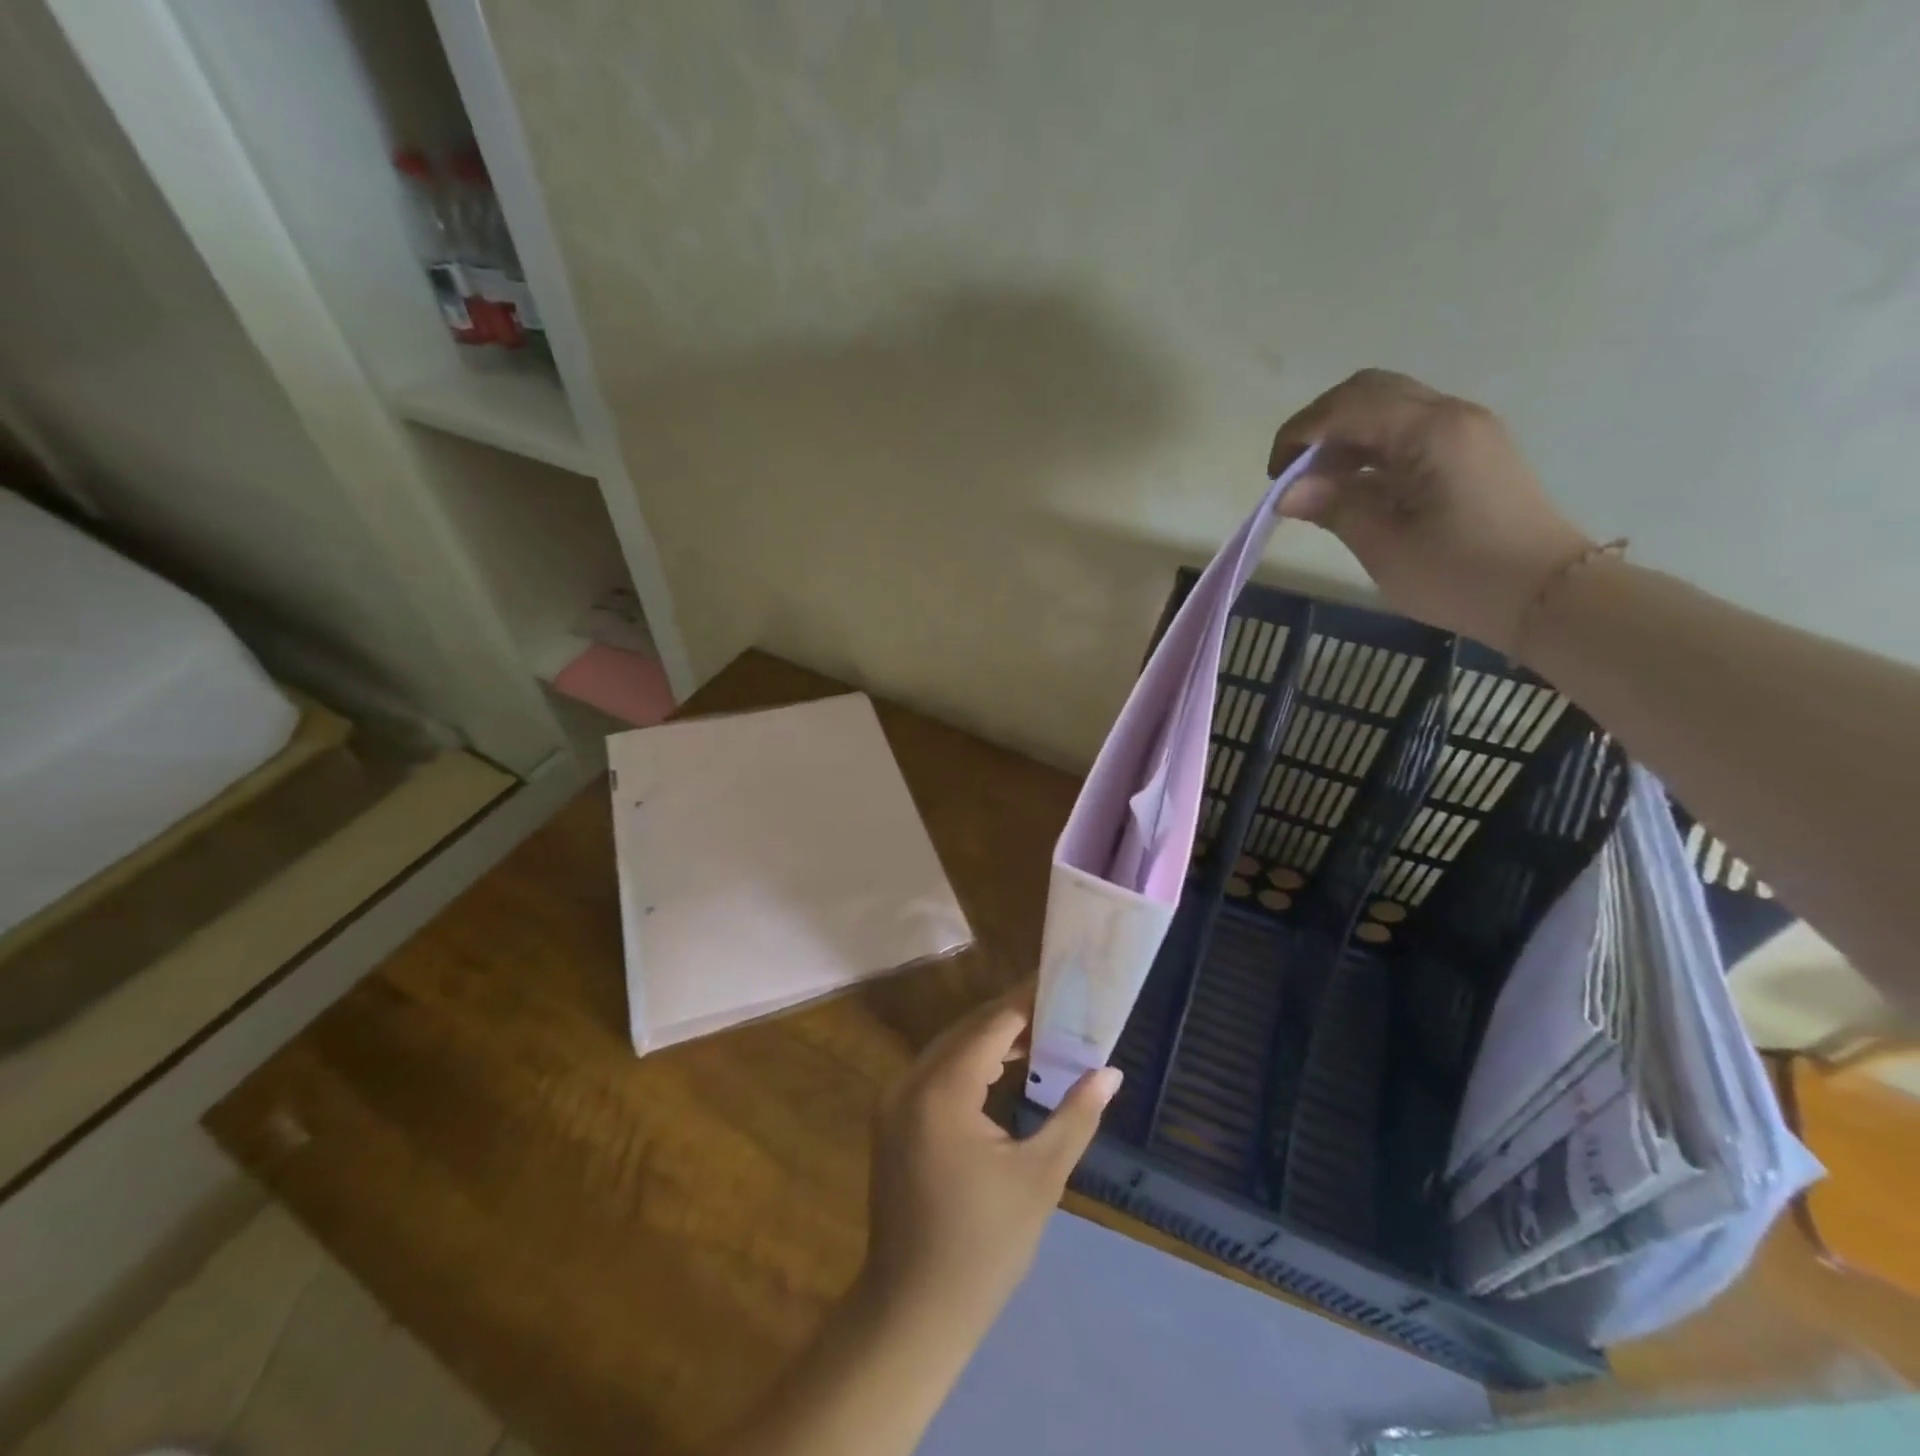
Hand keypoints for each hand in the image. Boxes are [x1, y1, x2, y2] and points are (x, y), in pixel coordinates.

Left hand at [861, 989, 1120, 1334]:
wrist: (913, 1310)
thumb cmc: (984, 1246)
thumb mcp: (1039, 1178)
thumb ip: (1074, 1116)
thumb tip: (1110, 1072)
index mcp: (942, 1090)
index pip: (991, 1025)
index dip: (1026, 1000)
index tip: (1059, 980)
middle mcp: (910, 1082)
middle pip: (967, 1031)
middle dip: (1011, 1016)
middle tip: (1058, 1005)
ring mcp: (895, 1101)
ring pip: (949, 1049)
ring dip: (991, 1039)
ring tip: (1040, 1033)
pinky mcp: (893, 1120)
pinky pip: (936, 1073)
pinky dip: (970, 1064)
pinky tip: (1003, 1069)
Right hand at [1269, 369, 1593, 652]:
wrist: (1547, 596)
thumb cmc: (1459, 575)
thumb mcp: (1384, 545)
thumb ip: (1335, 507)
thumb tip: (1287, 492)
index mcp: (1429, 431)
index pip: (1347, 406)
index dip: (1300, 433)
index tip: (1275, 477)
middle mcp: (1450, 415)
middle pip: (1369, 392)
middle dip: (1320, 427)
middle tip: (1294, 474)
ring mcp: (1466, 431)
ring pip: (1389, 409)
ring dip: (1345, 439)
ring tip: (1320, 488)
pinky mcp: (1471, 452)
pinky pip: (1409, 432)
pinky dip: (1371, 450)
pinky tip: (1356, 488)